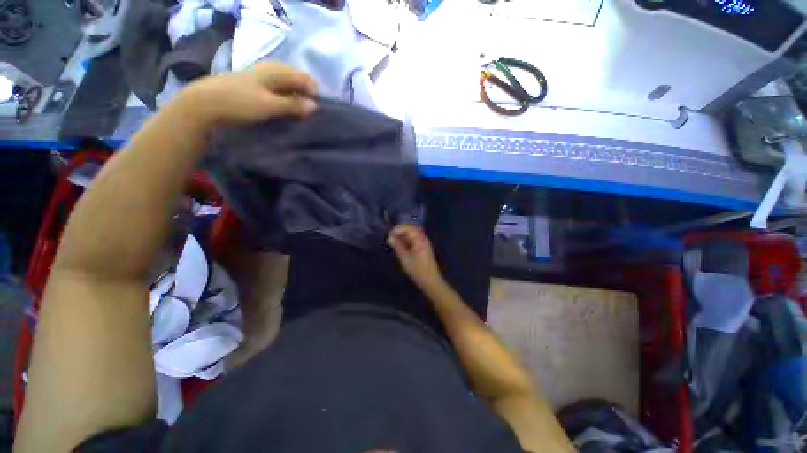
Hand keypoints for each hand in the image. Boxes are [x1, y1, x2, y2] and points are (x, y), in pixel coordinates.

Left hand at [180, 62, 316, 125]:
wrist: (204, 104)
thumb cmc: (239, 102)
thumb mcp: (269, 105)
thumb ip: (293, 105)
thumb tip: (314, 106)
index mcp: (275, 71)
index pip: (303, 77)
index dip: (313, 92)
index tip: (317, 110)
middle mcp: (268, 71)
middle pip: (294, 80)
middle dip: (305, 94)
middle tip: (310, 113)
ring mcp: (259, 78)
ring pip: (285, 85)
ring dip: (294, 98)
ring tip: (299, 114)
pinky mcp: (252, 87)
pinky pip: (275, 90)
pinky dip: (283, 99)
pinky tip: (284, 110)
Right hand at [388, 225, 445, 292]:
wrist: (430, 281)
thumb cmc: (417, 270)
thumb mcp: (405, 258)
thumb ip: (397, 246)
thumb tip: (389, 237)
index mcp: (420, 239)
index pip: (408, 228)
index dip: (398, 229)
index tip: (389, 234)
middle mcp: (423, 238)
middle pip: (410, 229)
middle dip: (399, 232)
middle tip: (390, 238)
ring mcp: (424, 243)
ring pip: (411, 234)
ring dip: (402, 236)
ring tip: (393, 242)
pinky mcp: (423, 248)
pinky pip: (413, 240)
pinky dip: (406, 241)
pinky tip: (400, 246)